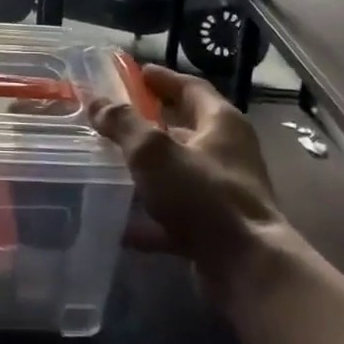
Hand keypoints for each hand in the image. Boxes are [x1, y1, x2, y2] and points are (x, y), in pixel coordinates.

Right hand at [89, 64, 282, 309]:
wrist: (247, 270)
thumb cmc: (203, 196)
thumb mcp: (154, 151)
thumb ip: (123, 124)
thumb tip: (97, 102)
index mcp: (221, 123)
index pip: (191, 88)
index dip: (163, 79)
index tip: (136, 73)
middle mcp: (227, 153)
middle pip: (185, 129)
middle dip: (150, 124)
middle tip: (114, 119)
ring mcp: (223, 193)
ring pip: (178, 173)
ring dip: (147, 171)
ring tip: (110, 166)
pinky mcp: (216, 229)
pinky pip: (176, 215)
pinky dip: (150, 218)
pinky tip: (121, 224)